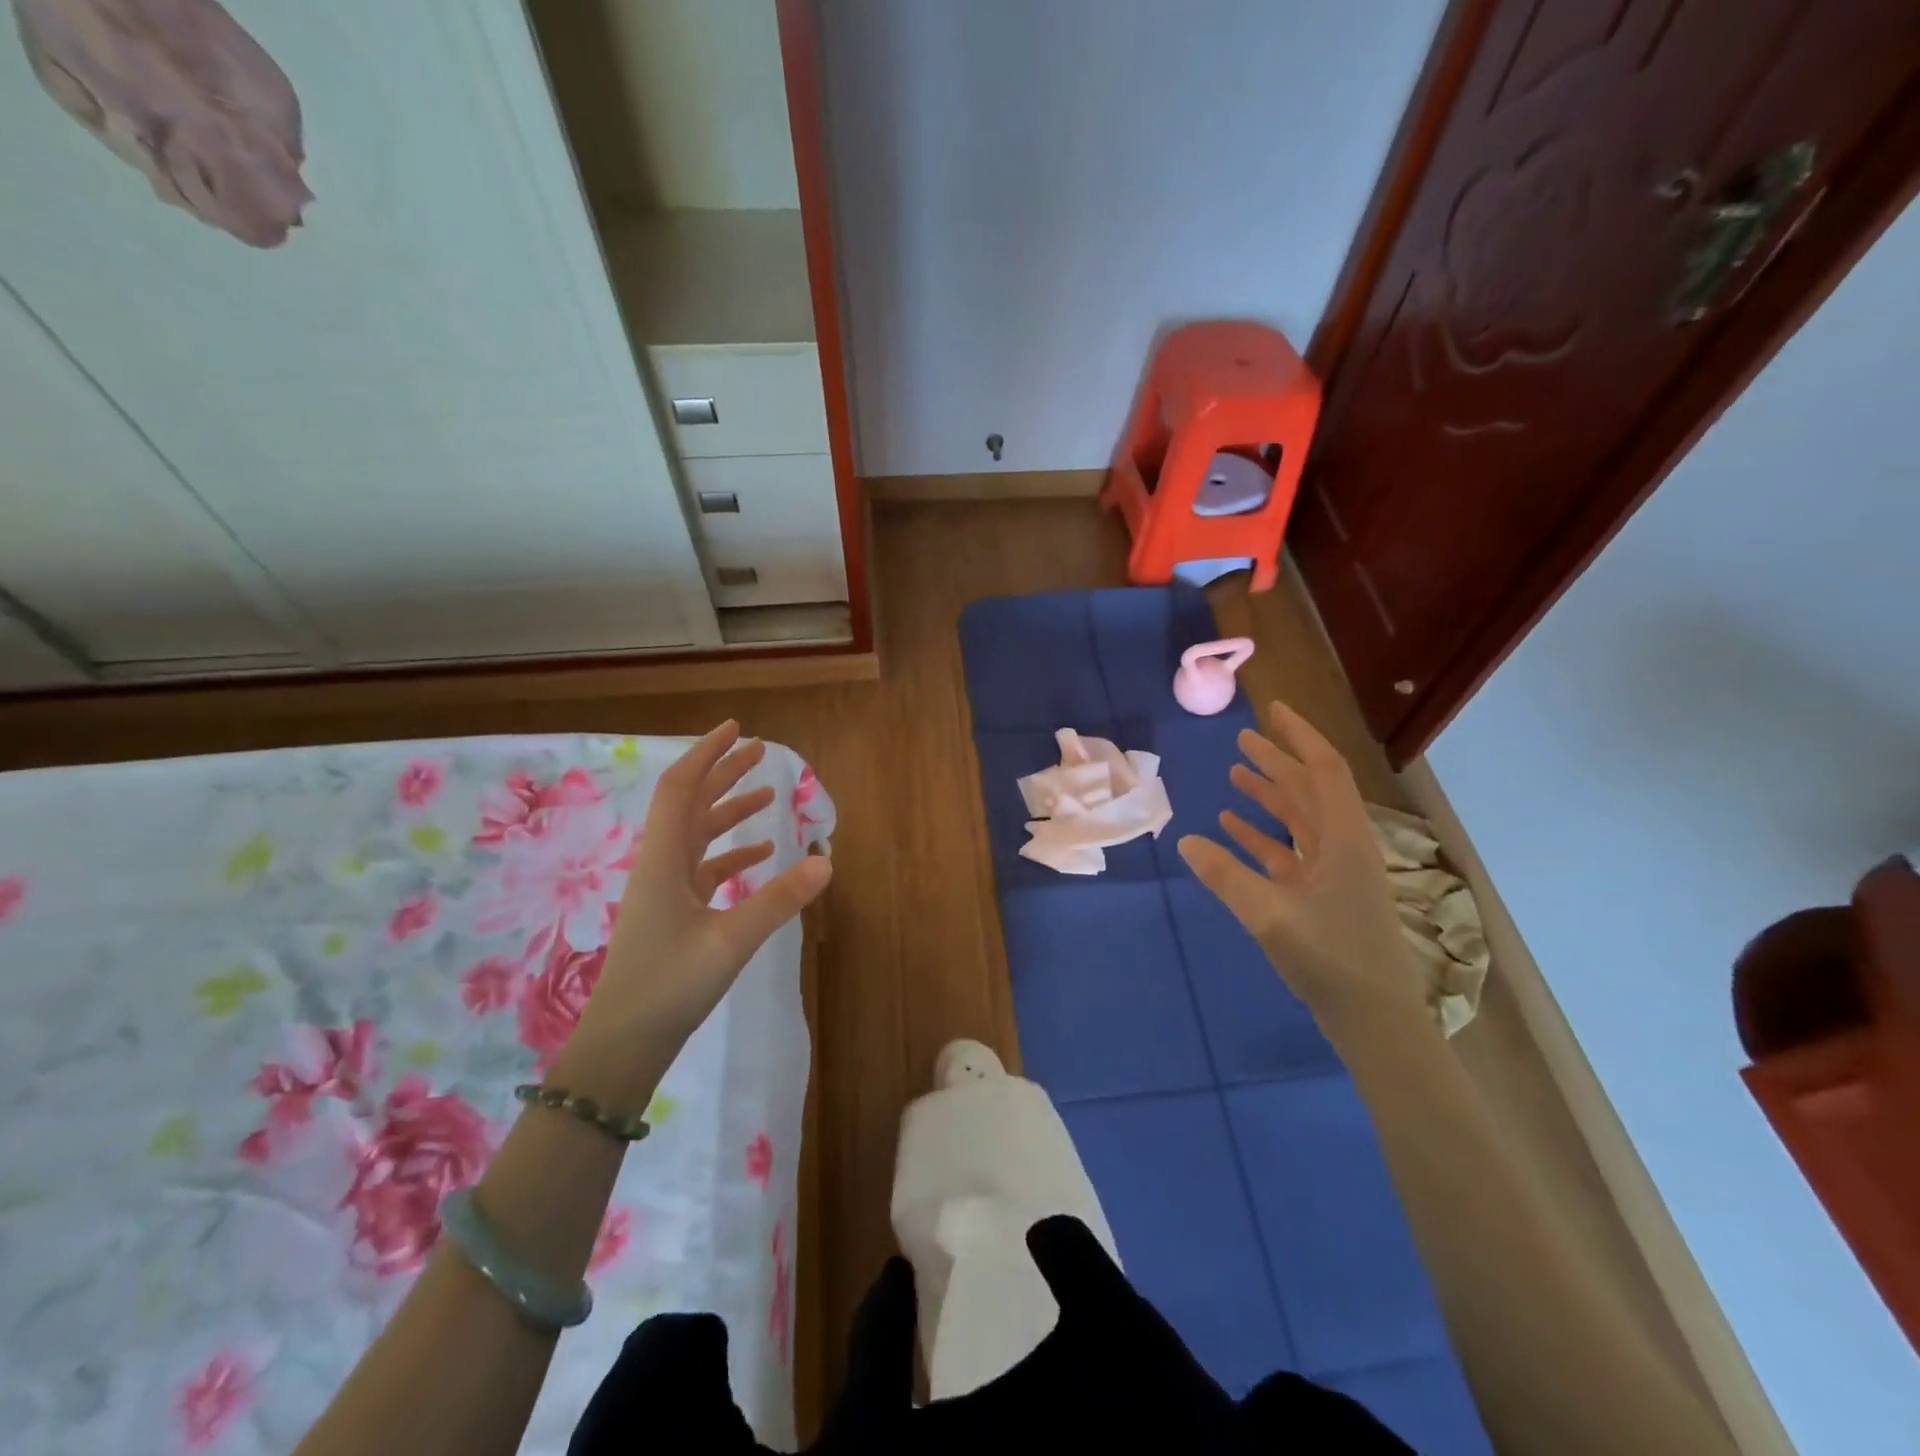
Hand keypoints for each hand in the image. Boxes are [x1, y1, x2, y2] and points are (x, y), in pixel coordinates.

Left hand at [585, 722, 831, 1047]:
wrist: (624, 1043)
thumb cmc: (668, 986)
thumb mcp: (730, 940)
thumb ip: (778, 899)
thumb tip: (827, 860)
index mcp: (663, 859)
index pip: (682, 788)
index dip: (707, 754)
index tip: (736, 729)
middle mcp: (661, 864)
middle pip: (691, 804)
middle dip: (723, 773)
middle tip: (759, 751)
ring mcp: (666, 890)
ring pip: (699, 835)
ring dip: (730, 811)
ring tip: (767, 794)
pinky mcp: (674, 913)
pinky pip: (706, 868)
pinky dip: (733, 853)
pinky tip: (763, 854)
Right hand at [1176, 700, 1423, 1032]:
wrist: (1374, 1021)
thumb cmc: (1330, 958)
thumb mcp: (1269, 914)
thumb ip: (1225, 875)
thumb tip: (1186, 839)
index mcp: (1344, 839)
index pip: (1323, 770)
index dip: (1299, 737)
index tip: (1272, 711)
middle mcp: (1342, 847)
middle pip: (1309, 790)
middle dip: (1278, 762)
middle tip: (1243, 739)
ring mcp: (1334, 873)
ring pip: (1299, 820)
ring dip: (1269, 796)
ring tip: (1236, 775)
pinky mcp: (1322, 897)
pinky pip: (1289, 853)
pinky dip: (1262, 837)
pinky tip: (1232, 829)